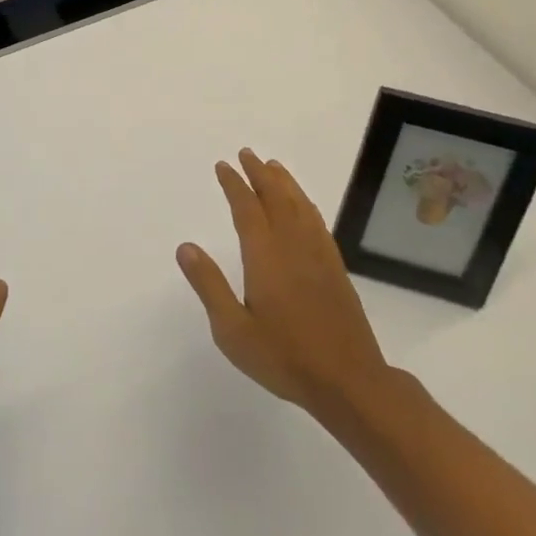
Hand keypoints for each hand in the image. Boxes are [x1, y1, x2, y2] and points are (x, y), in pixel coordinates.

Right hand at [176, 149, 388, 420]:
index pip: (247, 208)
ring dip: (283, 182)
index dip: (234, 184)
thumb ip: (210, 286)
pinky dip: (305, 202)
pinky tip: (302, 204)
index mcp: (265, 256)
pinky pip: (317, 221)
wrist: (349, 381)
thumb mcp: (233, 331)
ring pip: (299, 205)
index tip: (224, 166)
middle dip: (259, 174)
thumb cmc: (284, 357)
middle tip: (247, 154)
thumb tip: (186, 247)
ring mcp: (318, 254)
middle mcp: (292, 245)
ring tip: (272, 165)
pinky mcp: (335, 267)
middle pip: (275, 197)